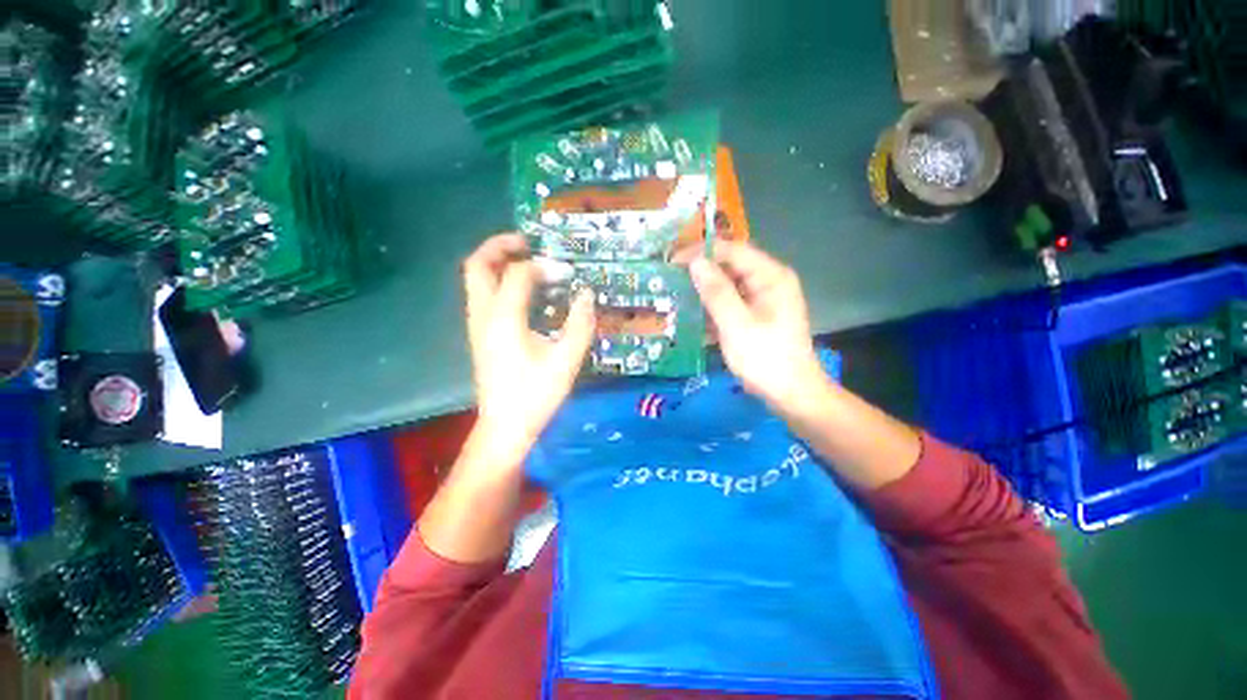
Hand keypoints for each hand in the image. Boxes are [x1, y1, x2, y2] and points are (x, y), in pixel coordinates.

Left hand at [462, 234, 595, 461]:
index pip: (518, 273)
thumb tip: (586, 293)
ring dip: (498, 262)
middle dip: (500, 246)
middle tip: (529, 243)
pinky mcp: (480, 335)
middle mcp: (483, 315)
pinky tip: (525, 293)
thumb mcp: (567, 360)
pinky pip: (482, 295)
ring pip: (475, 279)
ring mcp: (477, 325)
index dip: (544, 266)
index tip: (566, 273)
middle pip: (477, 265)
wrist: (505, 427)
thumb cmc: (536, 395)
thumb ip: (580, 323)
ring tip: (528, 262)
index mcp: (503, 318)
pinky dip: (499, 281)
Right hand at [689, 241, 825, 414]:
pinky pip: (730, 302)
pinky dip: (712, 307)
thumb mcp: (736, 324)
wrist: (790, 393)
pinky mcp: (756, 315)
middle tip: (670, 279)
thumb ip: (716, 292)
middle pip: (730, 266)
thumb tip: (695, 262)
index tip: (672, 261)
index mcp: (770, 276)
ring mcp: (763, 299)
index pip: (732, 250)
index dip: (701, 252)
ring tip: (676, 295)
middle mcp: (768, 281)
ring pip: (728, 285)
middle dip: (701, 271)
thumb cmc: (765, 358)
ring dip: (704, 290)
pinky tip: (694, 316)